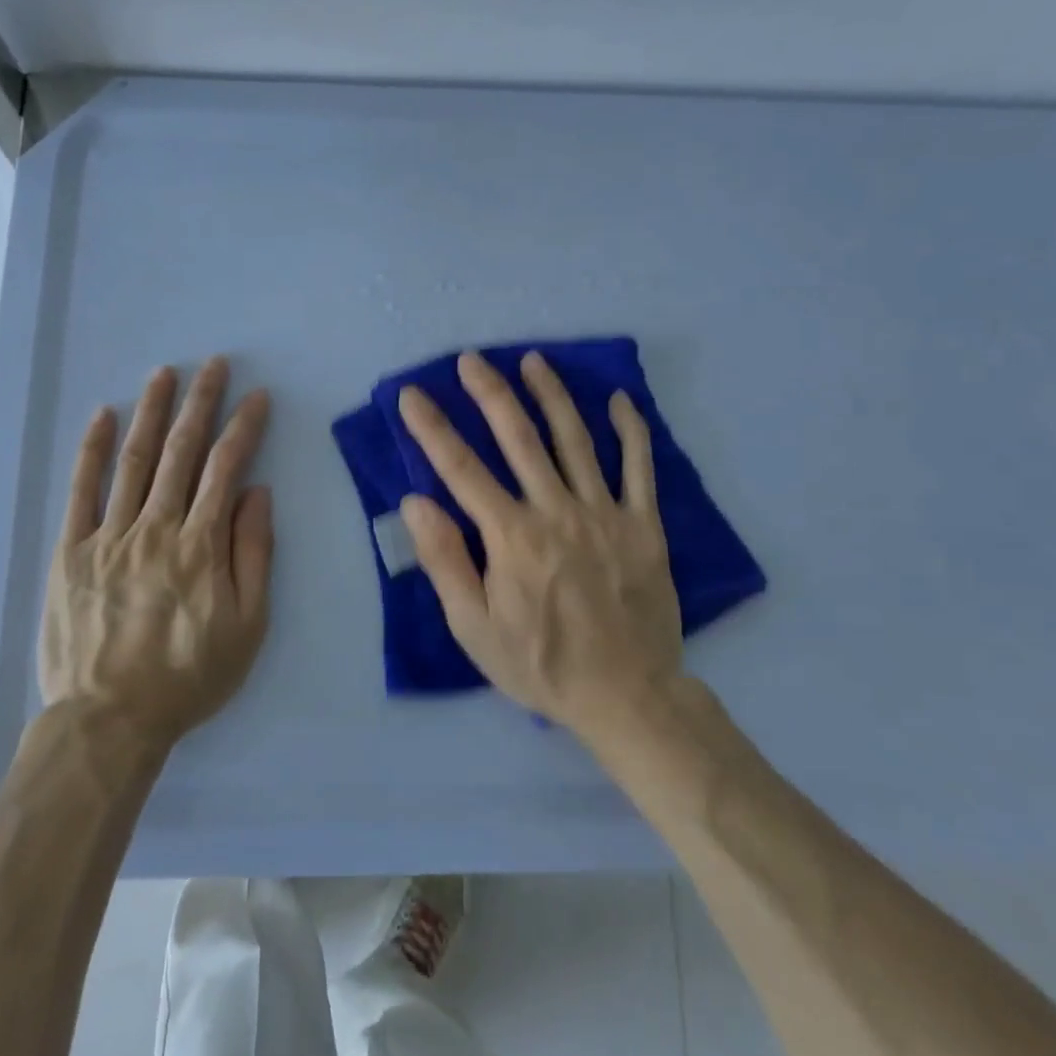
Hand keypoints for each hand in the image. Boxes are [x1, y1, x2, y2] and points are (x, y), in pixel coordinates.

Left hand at [38, 357, 273, 752]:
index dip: (244, 427)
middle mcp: (156, 527)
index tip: (257, 397)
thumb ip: (254, 553)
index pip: (227, 468)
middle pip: (182, 452)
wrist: (110, 719)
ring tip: (164, 375)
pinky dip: (91, 450)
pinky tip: (101, 416)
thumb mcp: (247, 625)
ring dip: (151, 412)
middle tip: (213, 364)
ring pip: (134, 460)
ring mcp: (109, 535)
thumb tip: (256, 492)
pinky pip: (81, 491)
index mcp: (201, 545)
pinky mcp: (71, 550)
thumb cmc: (189, 676)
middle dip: (201, 403)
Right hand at [396, 350, 683, 741]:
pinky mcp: (644, 525)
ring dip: (552, 396)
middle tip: (471, 359)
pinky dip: (631, 431)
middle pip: (519, 439)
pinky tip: (620, 400)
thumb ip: (445, 561)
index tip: (412, 395)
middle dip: (490, 394)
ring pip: (576, 440)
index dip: (432, 429)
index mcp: (512, 537)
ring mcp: (605, 514)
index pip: (462, 470)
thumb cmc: (540, 665)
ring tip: (533, 361)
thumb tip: (416, 502)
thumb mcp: (474, 628)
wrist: (627, 696)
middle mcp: (556, 512)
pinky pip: (640, 468)